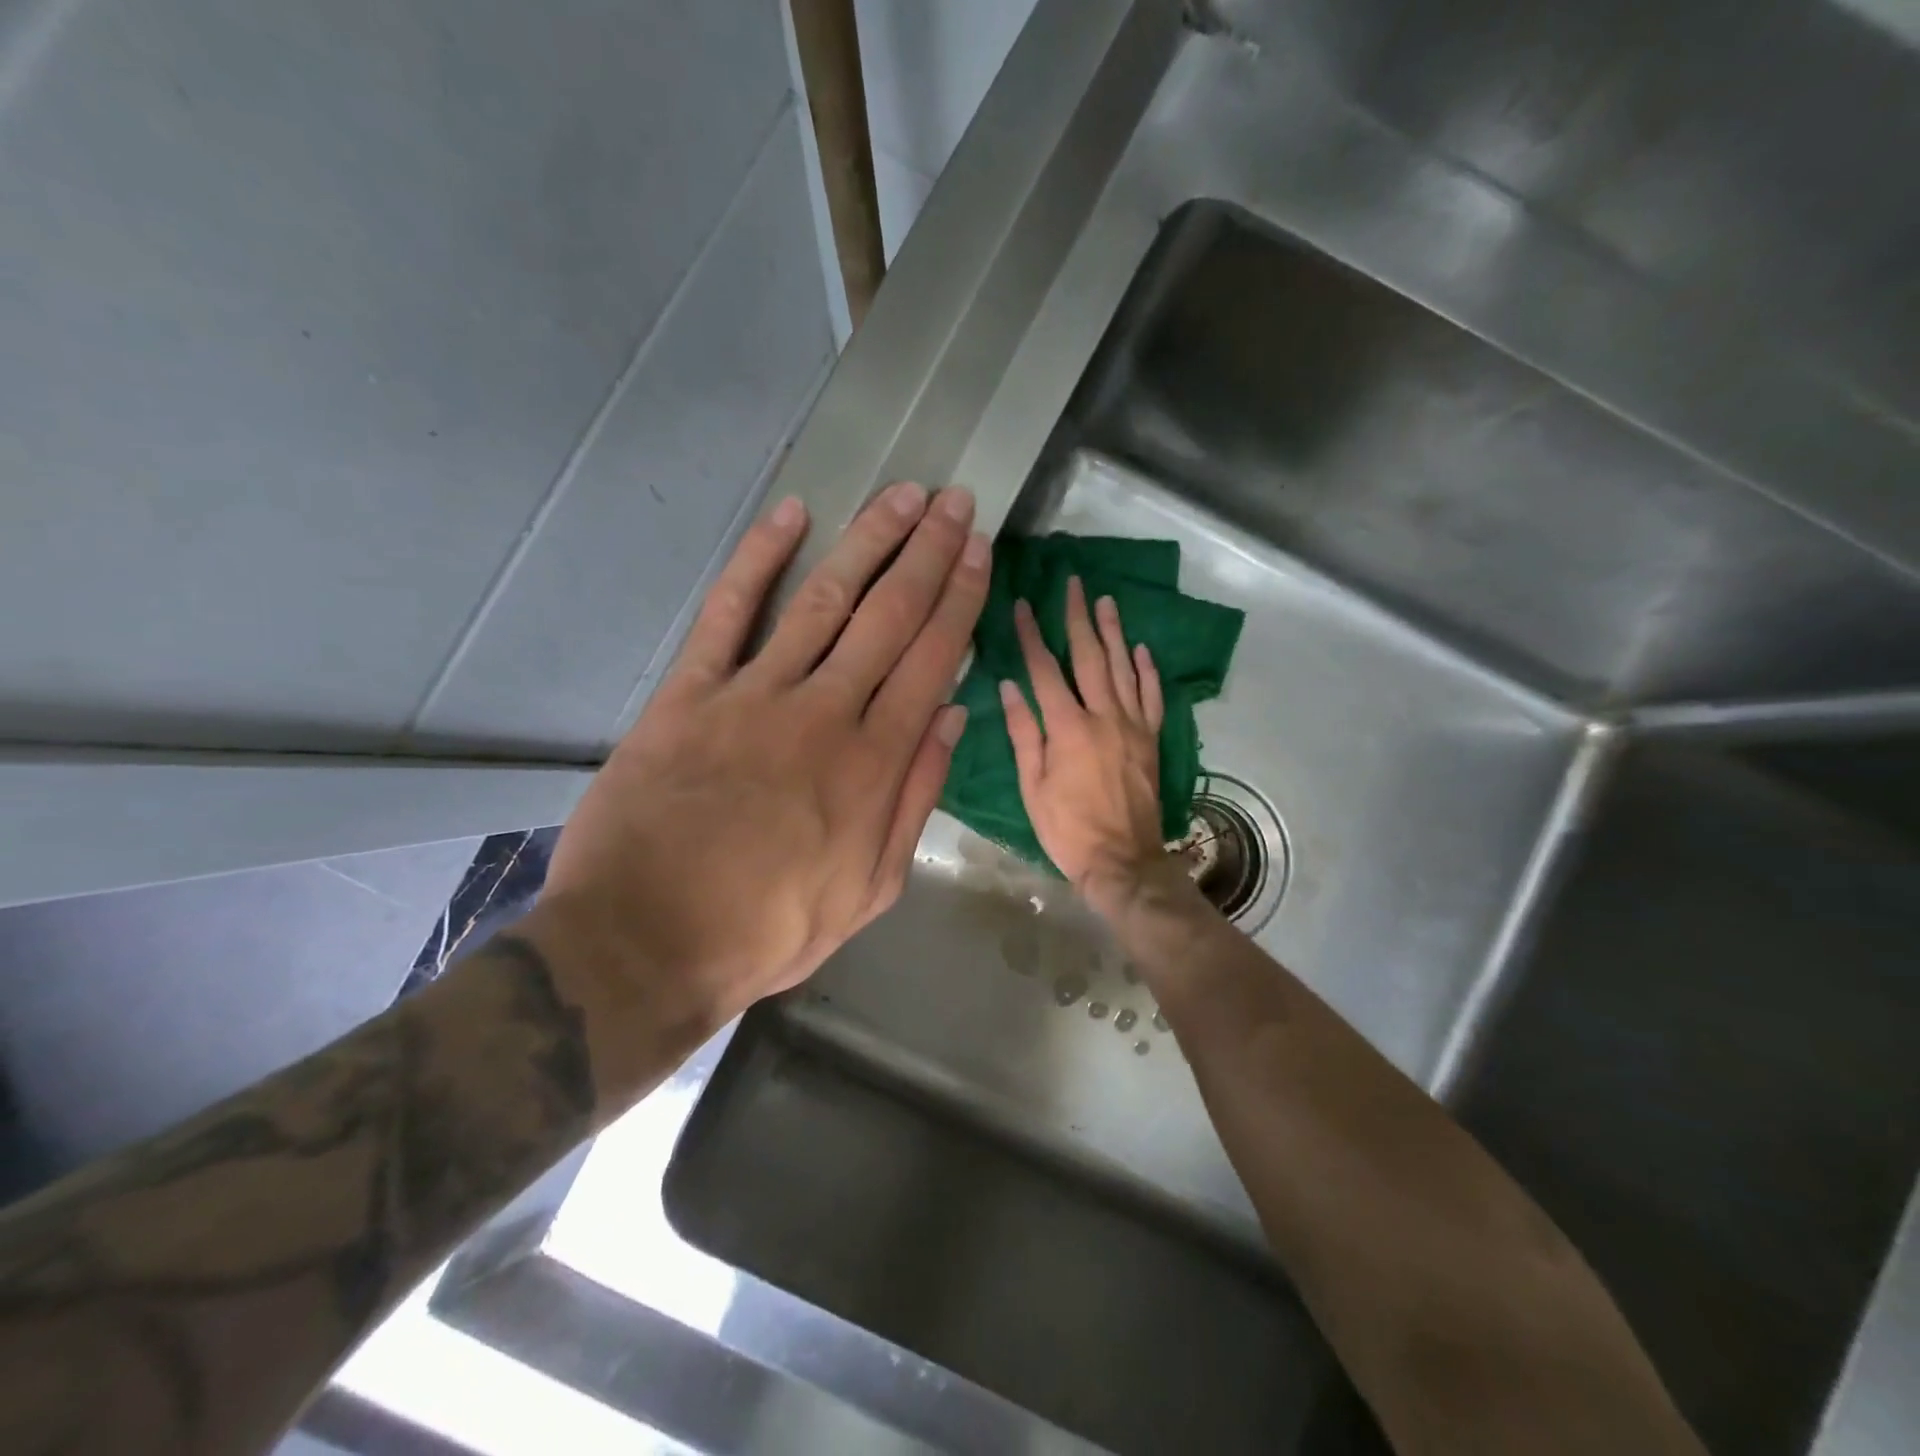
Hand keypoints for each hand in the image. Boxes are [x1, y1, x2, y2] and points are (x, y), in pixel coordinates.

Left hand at [538, 483, 989, 1032]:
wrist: (645, 943)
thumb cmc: (769, 928)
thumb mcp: (870, 890)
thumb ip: (914, 800)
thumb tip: (952, 720)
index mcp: (874, 764)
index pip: (931, 661)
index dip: (960, 600)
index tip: (980, 552)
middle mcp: (824, 713)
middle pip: (889, 616)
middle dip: (929, 553)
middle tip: (957, 503)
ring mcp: (753, 695)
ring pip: (824, 600)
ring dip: (868, 540)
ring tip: (903, 496)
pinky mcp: (689, 692)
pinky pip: (728, 612)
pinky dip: (758, 558)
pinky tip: (792, 515)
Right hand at [1001, 576, 1168, 904]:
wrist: (1123, 860)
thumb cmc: (1067, 828)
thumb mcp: (1032, 786)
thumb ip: (1023, 733)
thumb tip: (1009, 685)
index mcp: (1067, 727)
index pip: (1045, 670)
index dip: (1031, 635)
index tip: (1023, 605)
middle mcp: (1103, 716)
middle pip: (1090, 657)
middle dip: (1079, 618)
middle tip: (1075, 584)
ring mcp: (1133, 726)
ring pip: (1124, 668)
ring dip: (1114, 632)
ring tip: (1106, 601)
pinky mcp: (1151, 739)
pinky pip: (1152, 696)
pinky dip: (1147, 669)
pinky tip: (1141, 648)